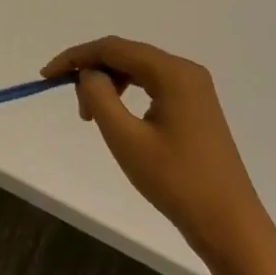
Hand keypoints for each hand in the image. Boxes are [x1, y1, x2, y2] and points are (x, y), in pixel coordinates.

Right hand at [43, 37, 275, 274]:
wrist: (229, 226)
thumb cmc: (176, 182)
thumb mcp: (126, 139)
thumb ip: (99, 96)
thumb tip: (88, 74)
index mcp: (172, 72)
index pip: (113, 48)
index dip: (76, 57)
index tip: (46, 76)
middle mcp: (185, 71)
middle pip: (126, 54)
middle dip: (92, 71)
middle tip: (73, 104)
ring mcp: (194, 88)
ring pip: (137, 69)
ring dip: (108, 83)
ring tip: (91, 115)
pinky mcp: (195, 106)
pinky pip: (151, 85)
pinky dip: (127, 93)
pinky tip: (117, 116)